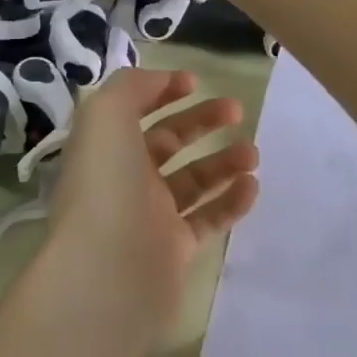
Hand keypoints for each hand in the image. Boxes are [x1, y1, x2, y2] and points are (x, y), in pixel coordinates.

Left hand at [38, 69, 259, 354]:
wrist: (107, 274)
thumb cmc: (106, 184)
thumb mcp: (106, 115)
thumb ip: (132, 87)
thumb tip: (161, 81)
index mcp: (104, 146)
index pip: (133, 111)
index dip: (161, 93)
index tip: (195, 83)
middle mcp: (124, 178)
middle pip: (167, 142)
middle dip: (200, 122)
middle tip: (237, 110)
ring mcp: (149, 216)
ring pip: (192, 181)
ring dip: (223, 162)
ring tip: (252, 152)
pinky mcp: (174, 251)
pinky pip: (207, 220)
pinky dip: (230, 202)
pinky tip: (252, 186)